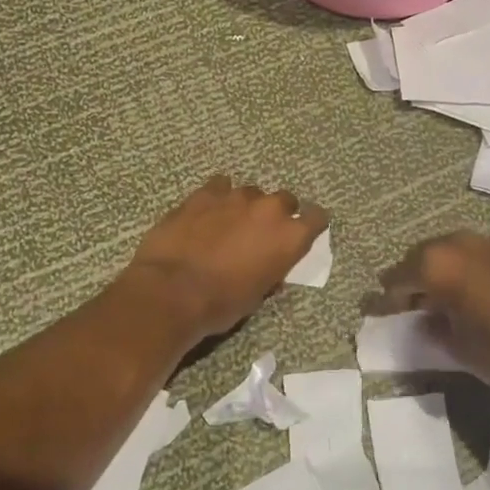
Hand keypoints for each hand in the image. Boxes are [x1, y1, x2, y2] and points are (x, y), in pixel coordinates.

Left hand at [127, 177, 327, 342]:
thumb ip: (270, 273)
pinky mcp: (204, 193)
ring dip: (246, 206)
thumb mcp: (256, 296)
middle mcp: (268, 209)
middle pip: (284, 200)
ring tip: (231, 223)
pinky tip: (208, 210)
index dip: (311, 224)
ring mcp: (235, 197)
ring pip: (251, 192)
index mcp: (289, 237)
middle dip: (277, 213)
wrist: (172, 290)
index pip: (316, 217)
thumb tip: (270, 270)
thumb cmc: (221, 303)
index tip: (304, 232)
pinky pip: (220, 186)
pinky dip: (218, 196)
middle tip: (262, 232)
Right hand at [376, 231, 489, 386]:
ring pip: (443, 254)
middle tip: (406, 307)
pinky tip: (469, 292)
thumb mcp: (462, 350)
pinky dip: (459, 270)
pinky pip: (467, 255)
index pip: (395, 281)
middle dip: (408, 283)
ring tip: (438, 300)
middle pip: (416, 260)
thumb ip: (435, 332)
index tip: (374, 312)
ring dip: (435, 273)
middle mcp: (452, 244)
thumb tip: (424, 320)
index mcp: (435, 266)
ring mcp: (481, 241)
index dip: (383, 301)